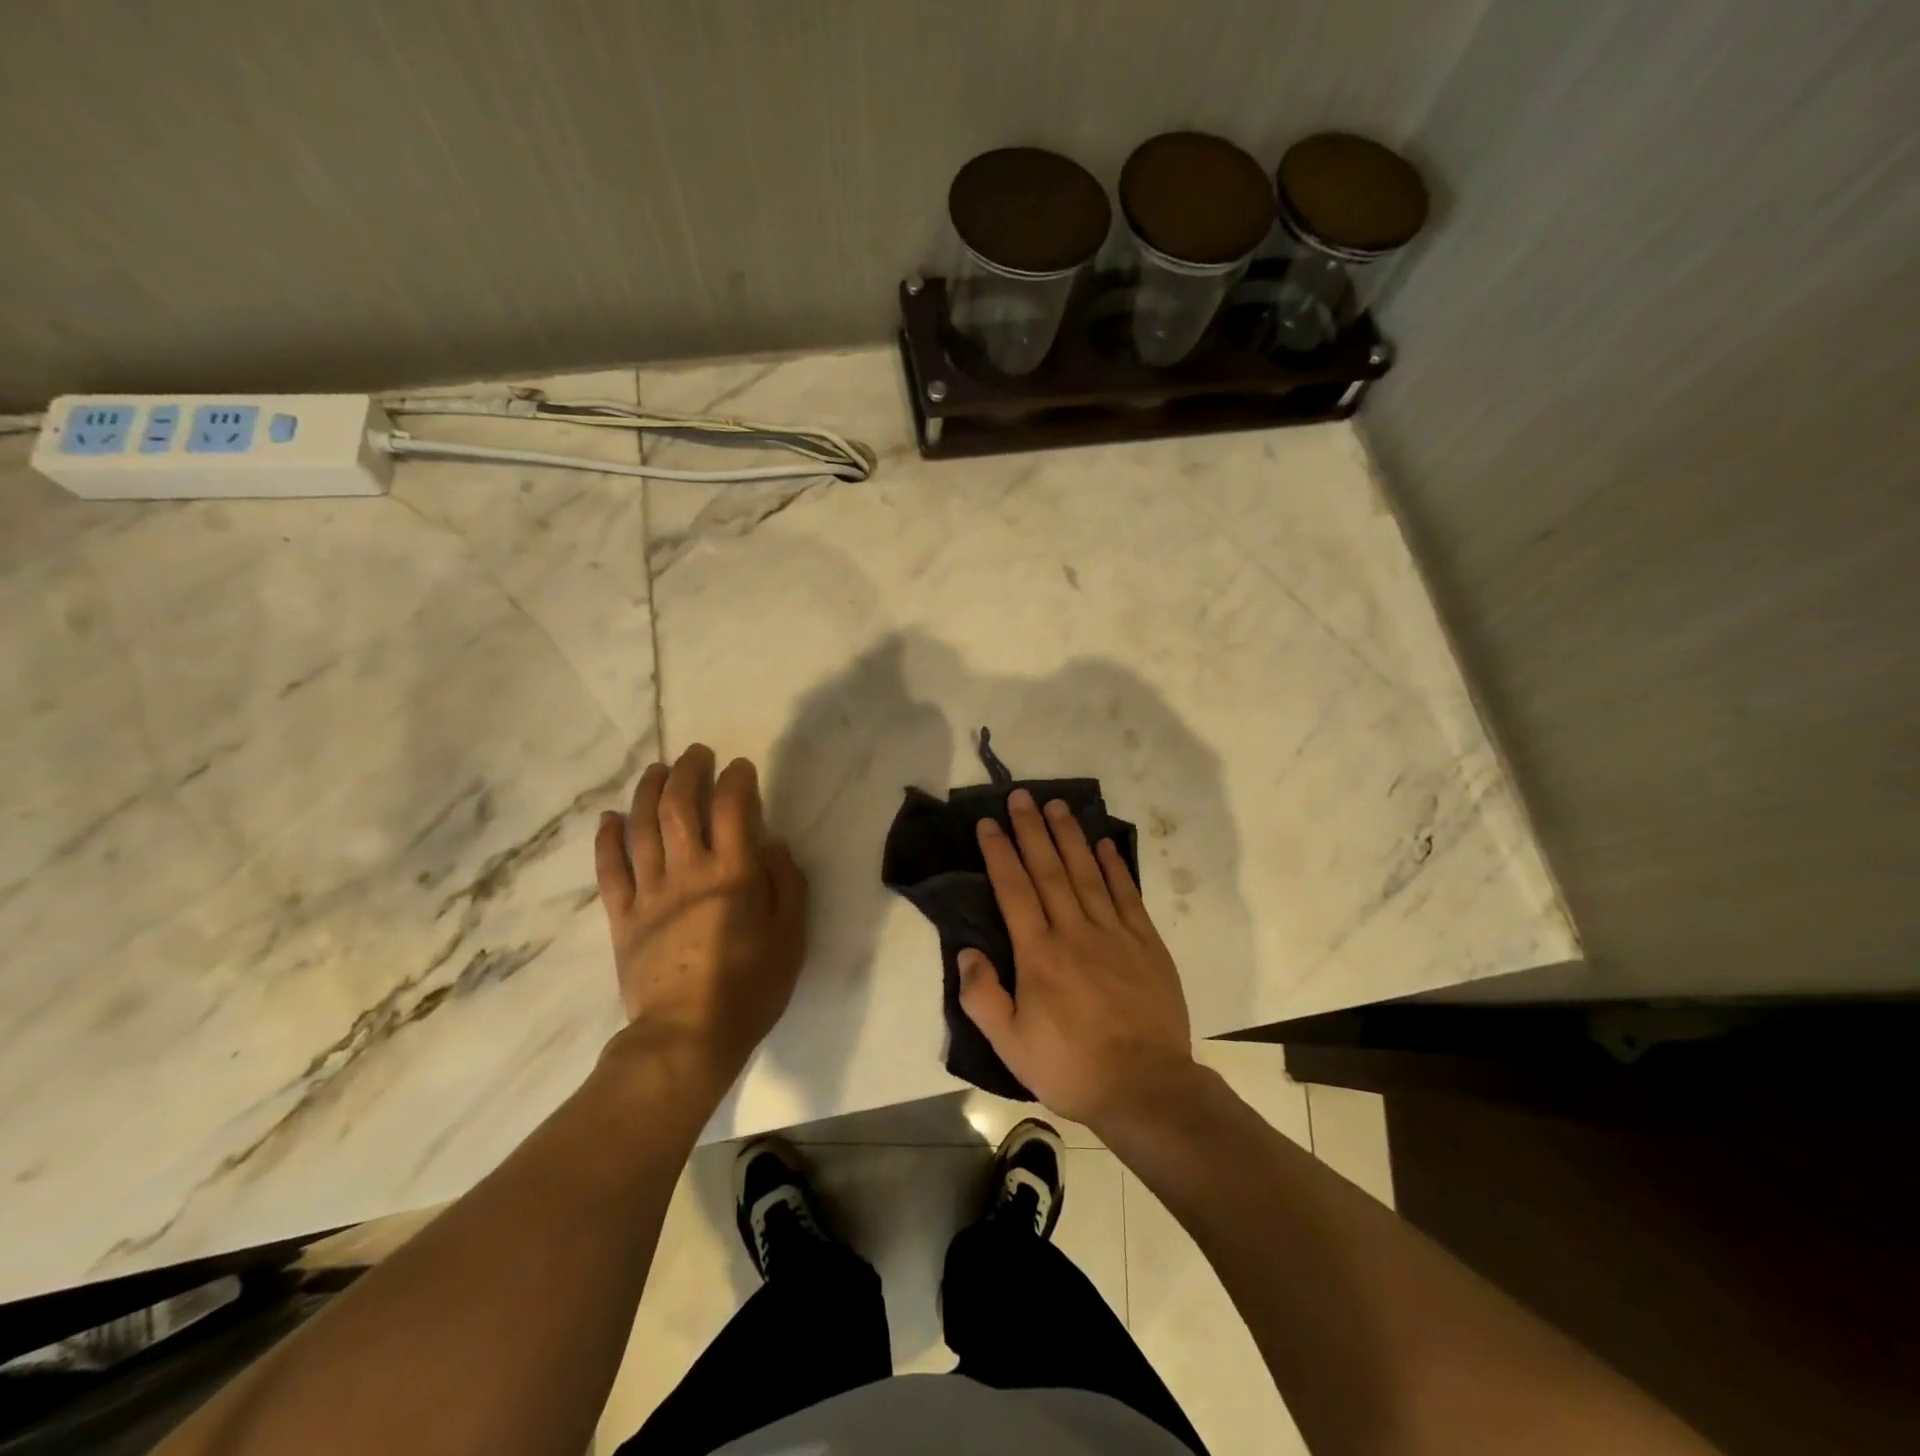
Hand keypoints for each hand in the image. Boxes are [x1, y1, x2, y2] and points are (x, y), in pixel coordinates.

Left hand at [593, 745, 807, 1084]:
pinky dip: (607, 839)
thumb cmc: (750, 988)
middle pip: (680, 806)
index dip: (736, 780)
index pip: (732, 808)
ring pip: (642, 828)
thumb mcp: (791, 937)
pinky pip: (609, 870)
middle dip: (688, 772)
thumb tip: (771, 844)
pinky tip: (610, 818)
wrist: (688, 1038)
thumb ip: (785, 884)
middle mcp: (687, 872)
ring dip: (649, 792)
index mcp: (732, 874)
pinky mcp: (622, 918)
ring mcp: (649, 894)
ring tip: (657, 770)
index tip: (740, 767)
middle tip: (697, 754)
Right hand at [958, 787, 1197, 1130]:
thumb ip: (983, 997)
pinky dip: (1115, 867)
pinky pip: (1127, 895)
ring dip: (1070, 837)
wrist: (1146, 1087)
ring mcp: (1114, 934)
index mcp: (1039, 954)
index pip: (1014, 890)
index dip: (1000, 853)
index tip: (989, 823)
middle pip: (1049, 870)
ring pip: (1088, 873)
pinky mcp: (1146, 943)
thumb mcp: (1011, 1046)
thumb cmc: (1072, 1067)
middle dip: (1032, 830)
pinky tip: (1104, 845)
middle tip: (1021, 796)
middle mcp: (1075, 932)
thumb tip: (966, 952)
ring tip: (1057, 806)